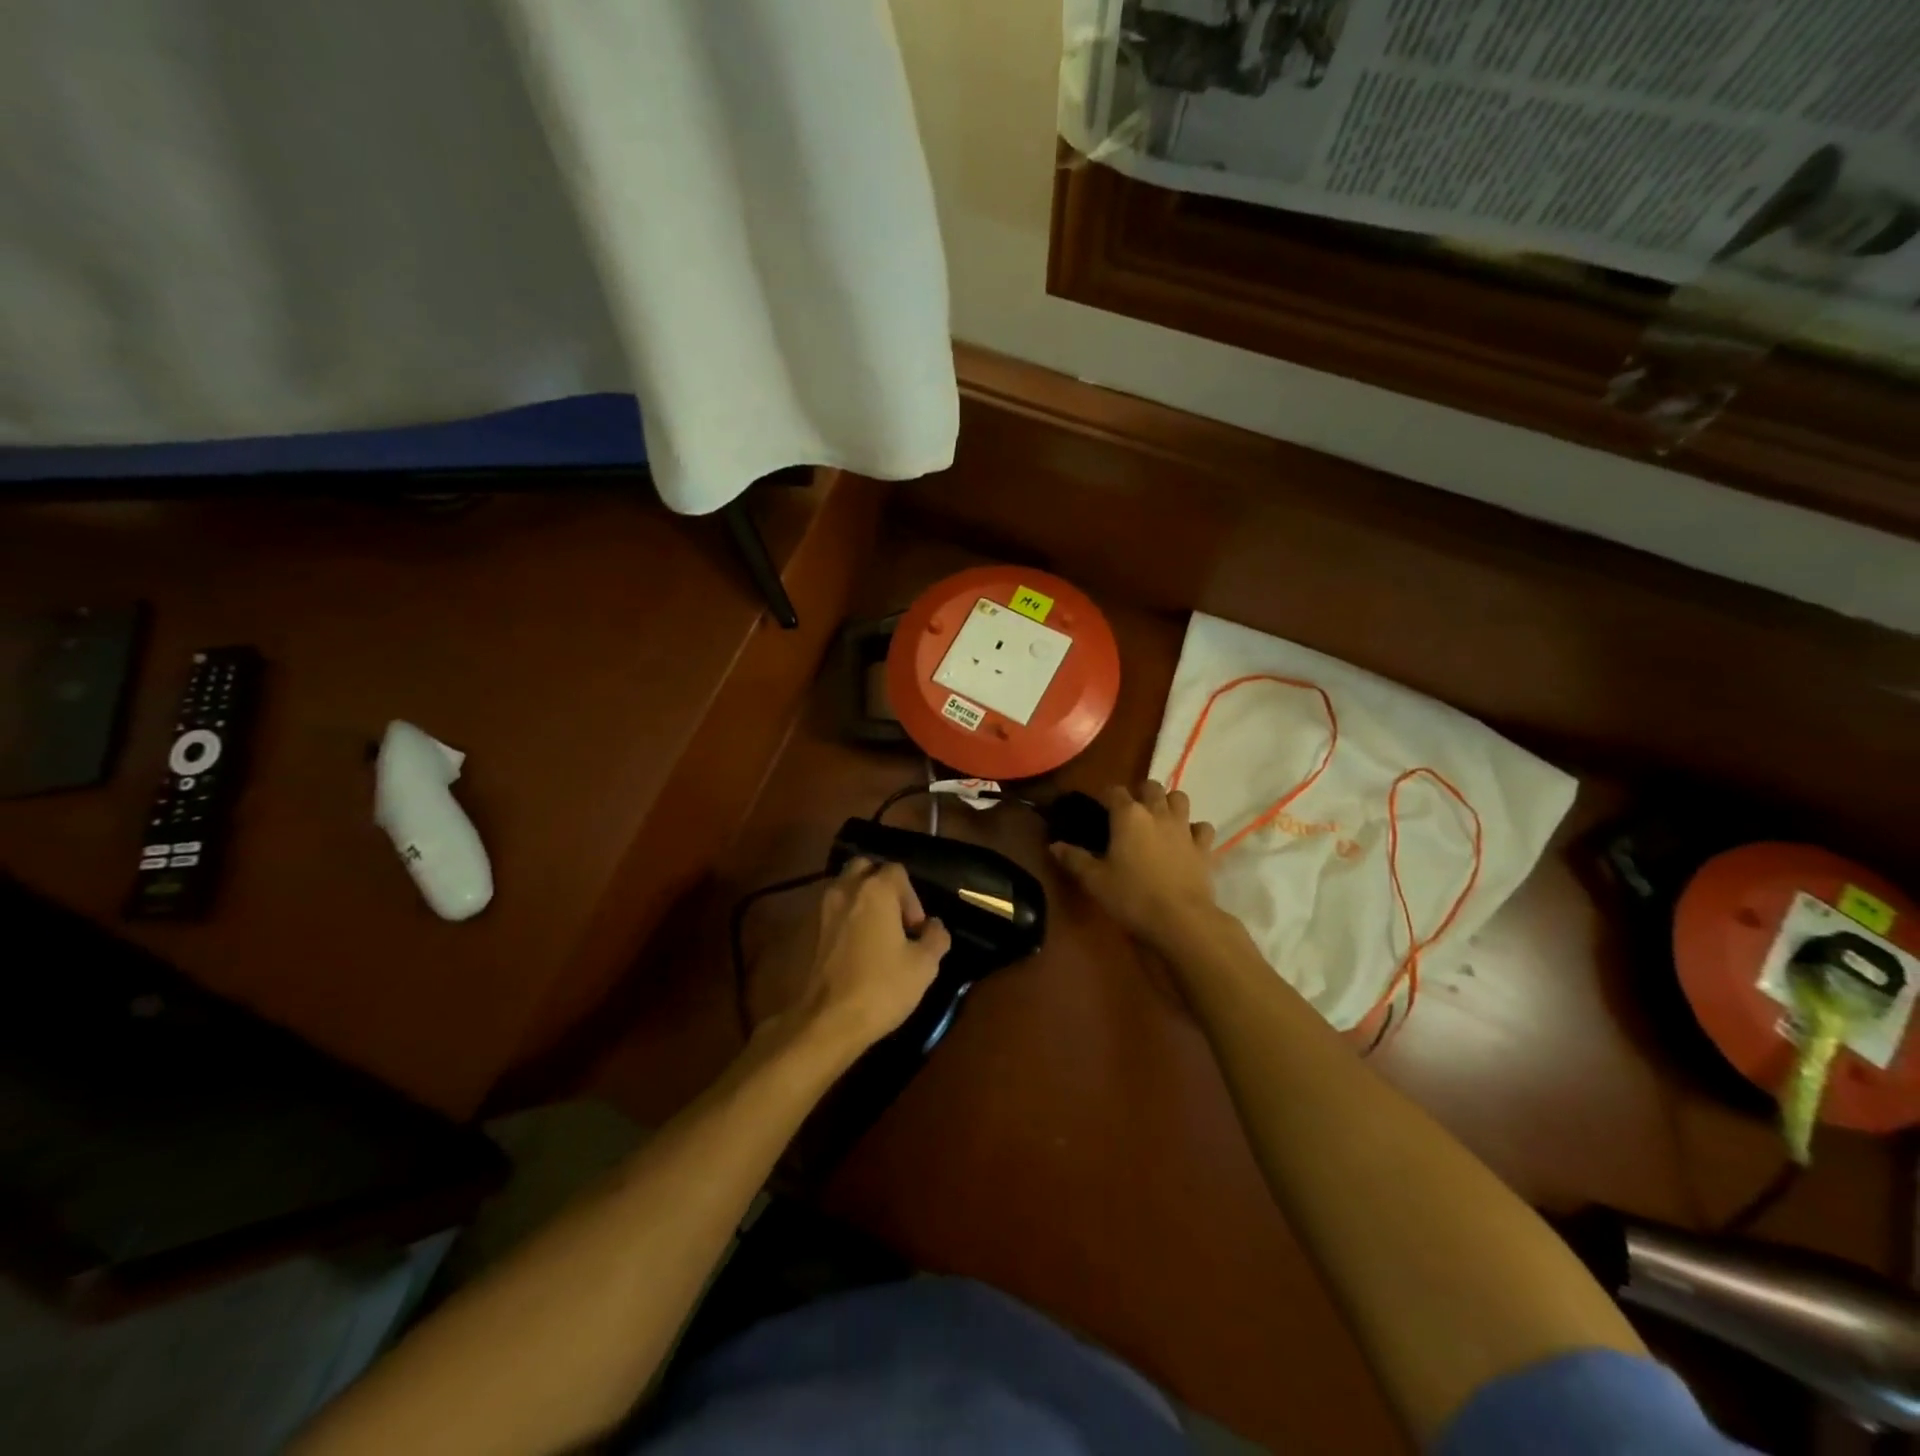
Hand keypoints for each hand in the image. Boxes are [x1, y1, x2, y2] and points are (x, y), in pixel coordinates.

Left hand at [781, 859, 949, 1059]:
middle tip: (896, 918)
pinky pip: (836, 909)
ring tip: (879, 933)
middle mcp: (846, 889)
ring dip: (864, 900)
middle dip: (883, 886)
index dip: (912, 897)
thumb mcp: (924, 965)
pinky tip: (860, 946)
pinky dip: (848, 917)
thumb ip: (935, 937)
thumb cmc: (882, 987)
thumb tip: (934, 926)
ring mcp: (825, 909)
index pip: (898, 871)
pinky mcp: (813, 931)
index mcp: (876, 890)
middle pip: (866, 869)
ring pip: (847, 887)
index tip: (916, 929)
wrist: (829, 1021)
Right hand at [1051, 782, 1219, 950]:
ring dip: (1169, 803)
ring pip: (1180, 798)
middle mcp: (1157, 813)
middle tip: (1130, 812)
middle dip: (1140, 793)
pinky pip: (1202, 827)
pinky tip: (1186, 841)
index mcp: (1128, 815)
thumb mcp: (1095, 880)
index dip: (1106, 796)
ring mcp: (1183, 828)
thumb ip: (1074, 859)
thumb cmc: (1132, 896)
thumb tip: (1054, 845)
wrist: (1180, 919)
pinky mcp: (1203, 846)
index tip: (1100, 808)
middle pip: (1151, 786)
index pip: (1114, 791)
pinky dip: (1194, 829)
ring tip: (1159, 819)